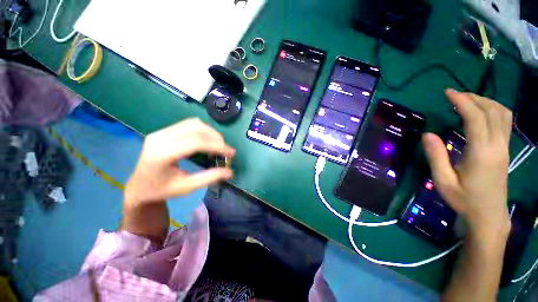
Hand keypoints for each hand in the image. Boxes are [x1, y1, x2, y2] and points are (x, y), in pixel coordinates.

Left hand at [124, 118, 235, 205]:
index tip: (231, 153)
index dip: (217, 146)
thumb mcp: (187, 187)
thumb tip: (230, 172)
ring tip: (218, 145)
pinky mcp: (164, 131)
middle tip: (226, 150)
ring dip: (211, 132)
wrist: (139, 186)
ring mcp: (161, 132)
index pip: (195, 142)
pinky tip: (207, 141)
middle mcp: (160, 137)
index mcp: (162, 153)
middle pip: (196, 128)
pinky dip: (203, 131)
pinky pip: (189, 124)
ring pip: (194, 123)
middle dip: (216, 138)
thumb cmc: (162, 190)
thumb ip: (209, 178)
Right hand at [423, 89, 511, 237]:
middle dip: (474, 98)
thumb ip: (436, 156)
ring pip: (503, 114)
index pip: (475, 117)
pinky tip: (482, 113)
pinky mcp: (505, 150)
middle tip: (455, 95)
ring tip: (468, 101)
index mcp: (481, 152)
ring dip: (486, 102)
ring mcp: (504, 147)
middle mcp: (497, 145)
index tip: (448, 93)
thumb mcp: (443, 180)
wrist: (488, 214)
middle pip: (492, 111)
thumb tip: (427, 134)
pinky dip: (493, 110)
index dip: (462, 102)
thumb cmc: (464, 199)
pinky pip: (504, 122)